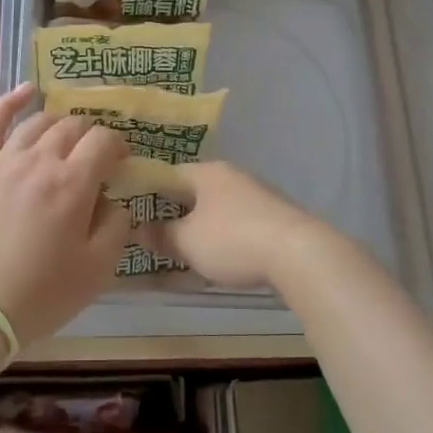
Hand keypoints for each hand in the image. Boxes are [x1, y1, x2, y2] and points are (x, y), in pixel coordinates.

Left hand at [0, 83, 132, 345]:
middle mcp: (38, 161)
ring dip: (59, 123)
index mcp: (73, 183)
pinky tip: (26, 90)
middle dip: (91, 135)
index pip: (103, 141)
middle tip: (95, 155)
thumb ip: (116, 226)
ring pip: (37, 123)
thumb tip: (114, 200)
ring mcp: (1, 161)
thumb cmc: (41, 294)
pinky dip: (9, 102)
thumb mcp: (98, 270)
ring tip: (68, 134)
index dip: (118, 146)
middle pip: (72, 127)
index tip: (121, 162)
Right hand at [155, 161, 324, 290]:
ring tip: (184, 252)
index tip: (133, 212)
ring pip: (217, 209)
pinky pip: (238, 225)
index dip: (148, 191)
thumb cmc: (233, 240)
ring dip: (201, 228)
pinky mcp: (275, 218)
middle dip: (175, 213)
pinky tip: (219, 259)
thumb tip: (142, 232)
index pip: (168, 173)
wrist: (299, 254)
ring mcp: (258, 195)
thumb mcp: (187, 242)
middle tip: (155, 236)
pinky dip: (224, 239)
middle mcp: (233, 176)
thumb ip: (162, 235)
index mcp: (207, 172)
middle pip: (194, 191)